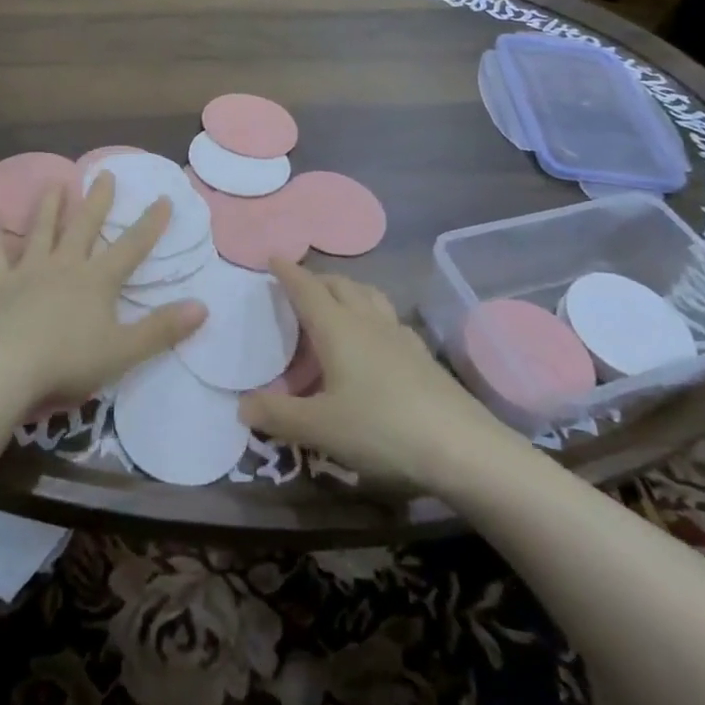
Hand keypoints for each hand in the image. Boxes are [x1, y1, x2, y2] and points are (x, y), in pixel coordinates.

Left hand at [0, 174, 205, 415]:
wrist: (6, 369)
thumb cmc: (68, 362)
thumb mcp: (124, 351)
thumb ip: (162, 329)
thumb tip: (203, 306)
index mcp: (97, 281)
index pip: (131, 246)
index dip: (150, 224)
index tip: (163, 198)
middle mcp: (64, 266)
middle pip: (84, 226)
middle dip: (98, 201)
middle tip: (104, 174)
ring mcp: (28, 271)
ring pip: (41, 230)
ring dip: (49, 205)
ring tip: (54, 182)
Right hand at [239, 262, 517, 489]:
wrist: (463, 448)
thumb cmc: (382, 429)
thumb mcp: (319, 427)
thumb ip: (277, 415)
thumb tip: (242, 406)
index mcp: (338, 328)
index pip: (307, 288)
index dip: (288, 272)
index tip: (272, 256)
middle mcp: (368, 322)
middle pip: (340, 285)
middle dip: (317, 278)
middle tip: (299, 285)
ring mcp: (400, 336)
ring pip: (369, 296)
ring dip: (347, 290)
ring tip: (335, 302)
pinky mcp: (422, 356)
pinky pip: (389, 318)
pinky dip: (371, 314)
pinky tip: (374, 338)